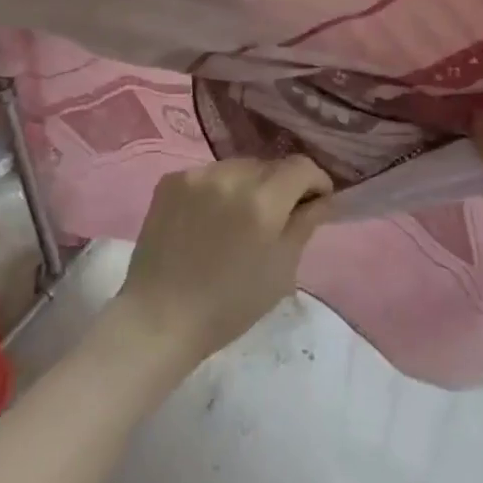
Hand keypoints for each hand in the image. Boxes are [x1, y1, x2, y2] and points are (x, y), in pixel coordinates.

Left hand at [108, 156, 333, 370]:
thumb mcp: (281, 270)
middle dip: (280, 186)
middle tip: (275, 218)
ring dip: (247, 185)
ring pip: (237, 167)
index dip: (315, 182)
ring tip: (237, 219)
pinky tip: (208, 219)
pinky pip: (207, 174)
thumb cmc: (230, 304)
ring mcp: (196, 174)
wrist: (159, 316)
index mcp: (263, 200)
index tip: (315, 203)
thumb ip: (305, 225)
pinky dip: (216, 190)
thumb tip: (322, 198)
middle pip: (269, 165)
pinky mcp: (170, 179)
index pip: (301, 166)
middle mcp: (230, 176)